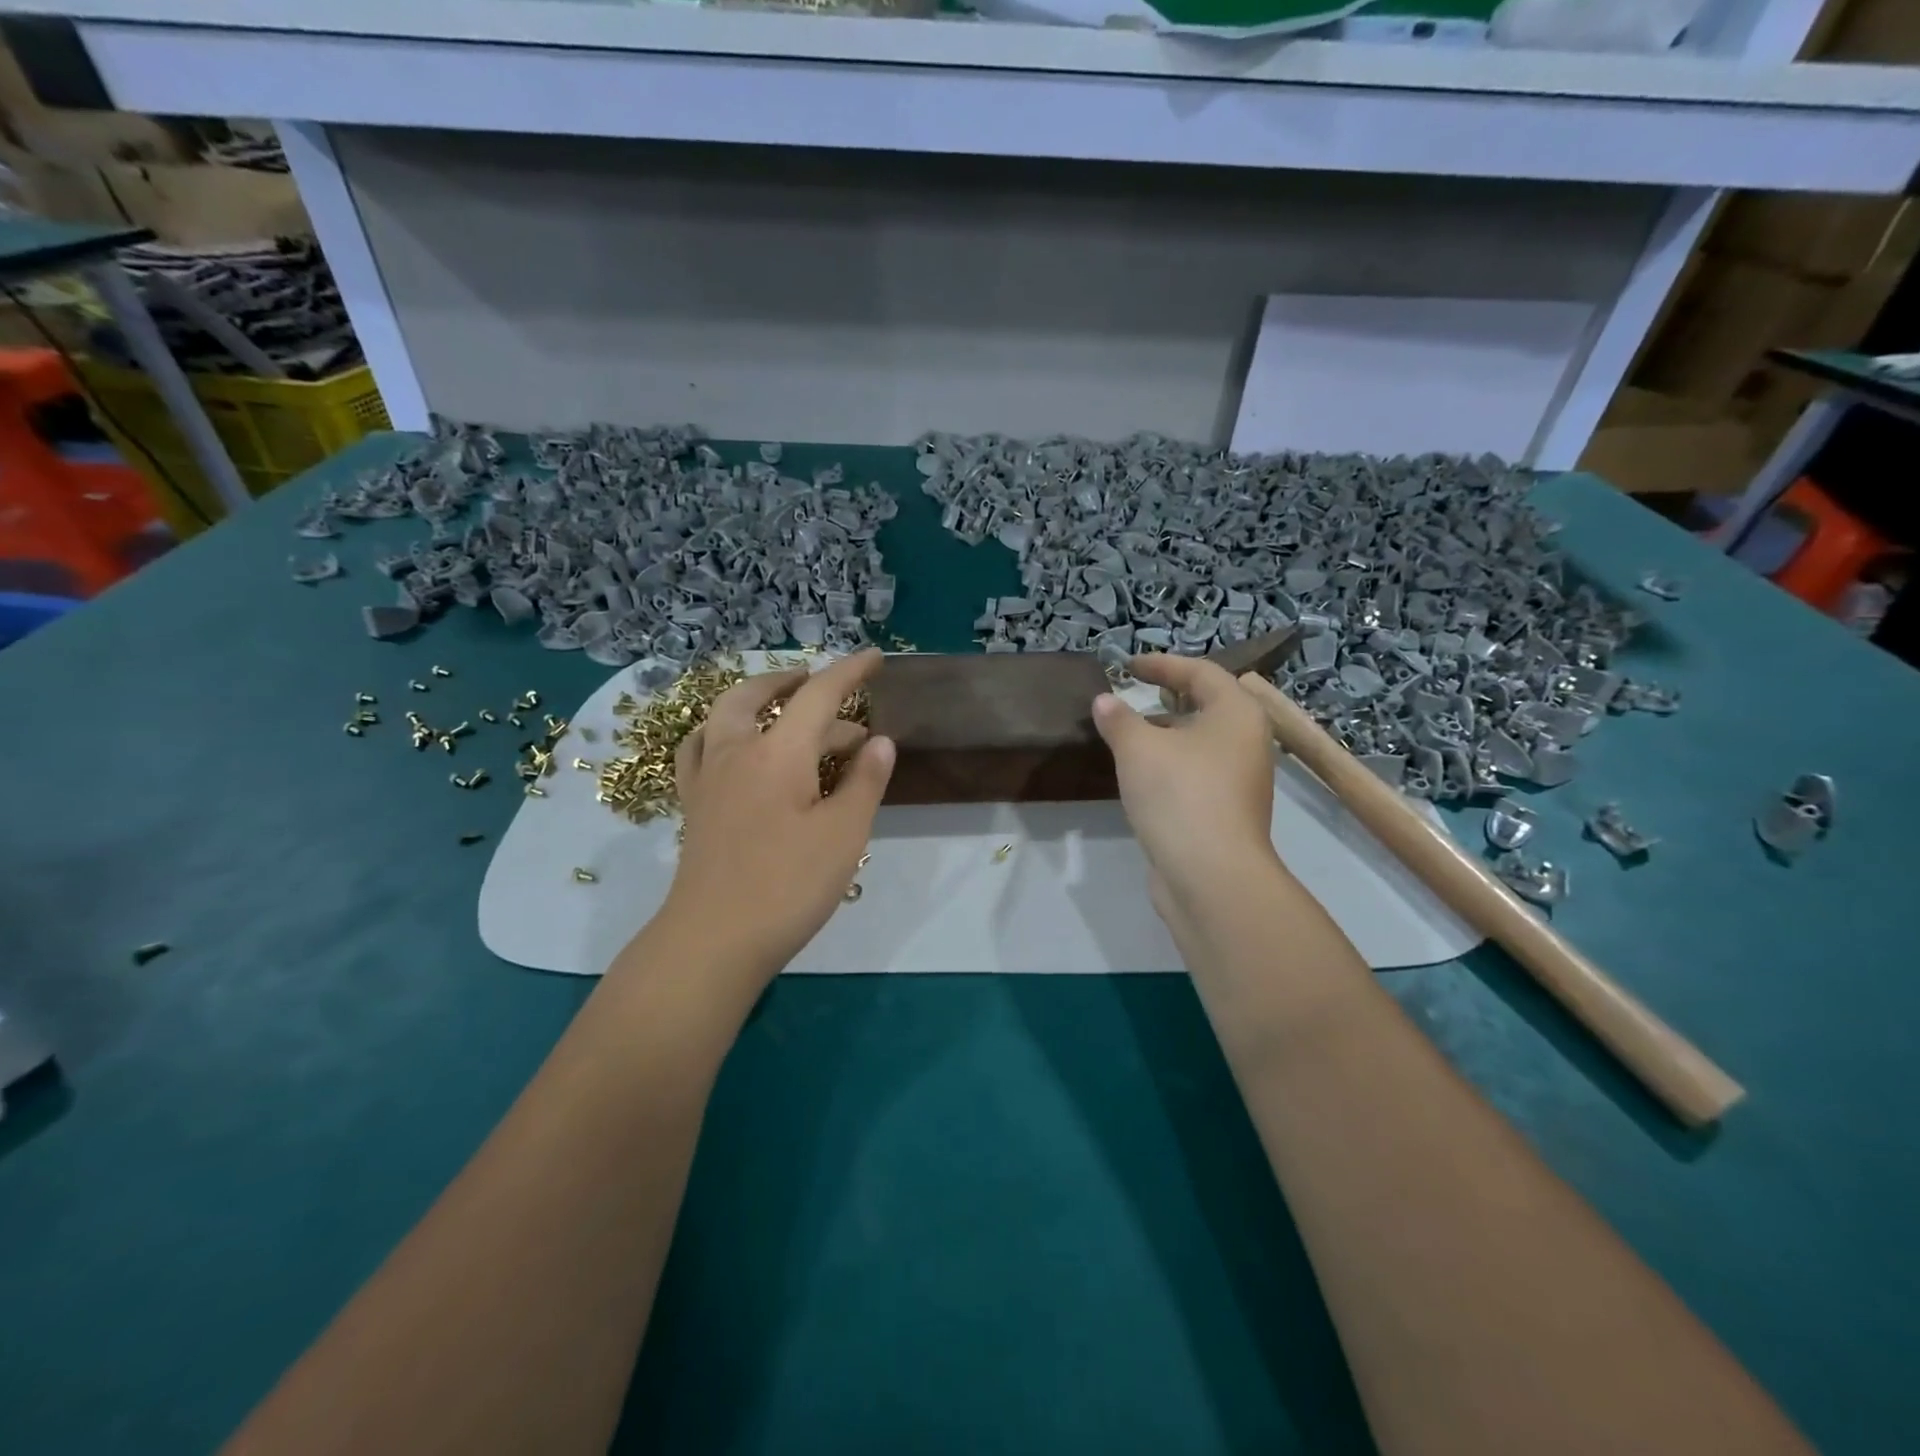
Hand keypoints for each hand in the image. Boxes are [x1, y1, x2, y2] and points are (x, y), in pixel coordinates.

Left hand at [659, 649, 894, 980]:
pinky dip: (723, 732)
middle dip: (797, 682)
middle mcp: (736, 752)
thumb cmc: (787, 886)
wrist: (713, 941)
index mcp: (778, 753)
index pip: (818, 695)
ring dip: (758, 700)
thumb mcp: (844, 834)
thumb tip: (880, 741)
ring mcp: (708, 778)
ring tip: (786, 709)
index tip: (874, 658)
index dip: (849, 672)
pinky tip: (735, 747)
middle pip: (760, 694)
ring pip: (725, 716)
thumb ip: (864, 782)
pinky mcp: (695, 805)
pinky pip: (702, 747)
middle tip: (829, 689)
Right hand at [1093, 653, 1281, 923]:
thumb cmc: (1179, 794)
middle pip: (1207, 706)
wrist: (1210, 875)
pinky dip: (1171, 763)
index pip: (1200, 672)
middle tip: (1135, 694)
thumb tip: (1105, 701)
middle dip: (1168, 698)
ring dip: (1167, 733)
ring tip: (1130, 734)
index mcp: (1237, 713)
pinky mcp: (1227, 812)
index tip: (1127, 666)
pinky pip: (1197, 772)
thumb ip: (1119, 719)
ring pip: (1201, 742)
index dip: (1162, 664)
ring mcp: (1241, 780)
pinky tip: (1141, 775)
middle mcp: (1247, 742)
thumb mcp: (1138, 748)